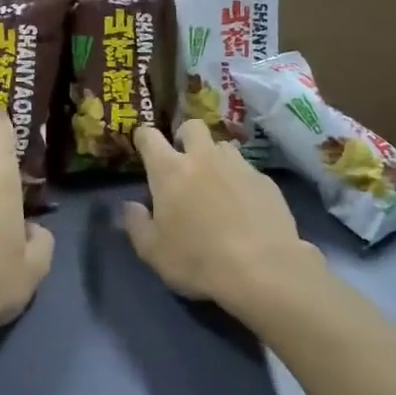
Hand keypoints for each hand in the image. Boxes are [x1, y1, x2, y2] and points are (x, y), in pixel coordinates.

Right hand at [122, 120, 308, 309]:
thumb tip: (130, 205)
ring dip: (215, 158)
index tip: (143, 145)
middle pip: (192, 126)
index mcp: (170, 170)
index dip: (143, 137)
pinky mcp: (265, 180)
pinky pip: (247, 171)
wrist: (262, 268)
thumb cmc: (197, 259)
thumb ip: (136, 224)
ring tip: (216, 185)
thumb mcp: (153, 251)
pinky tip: (244, 207)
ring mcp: (238, 165)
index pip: (149, 136)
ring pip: (222, 147)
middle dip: (185, 137)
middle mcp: (203, 157)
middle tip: (184, 161)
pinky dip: (240, 182)